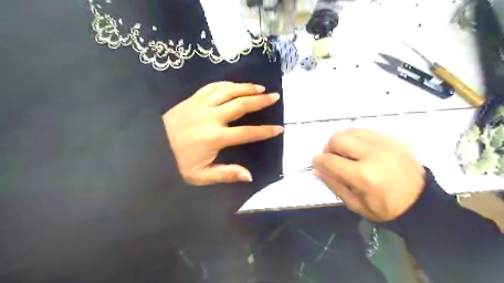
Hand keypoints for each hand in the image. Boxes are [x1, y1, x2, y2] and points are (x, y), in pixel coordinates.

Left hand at [162, 80, 282, 184]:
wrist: (149, 146)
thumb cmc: (176, 162)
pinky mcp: (192, 99)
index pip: (247, 133)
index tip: (278, 128)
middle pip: (241, 105)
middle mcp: (211, 118)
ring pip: (228, 91)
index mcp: (215, 138)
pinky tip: (235, 84)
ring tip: (260, 88)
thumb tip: (249, 175)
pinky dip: (226, 84)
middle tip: (275, 96)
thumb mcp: (199, 176)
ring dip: (246, 88)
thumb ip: (225, 174)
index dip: (264, 131)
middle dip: (260, 101)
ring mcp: (201, 105)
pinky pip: (212, 87)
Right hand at [311, 128, 424, 223]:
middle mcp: (374, 155)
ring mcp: (386, 144)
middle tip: (333, 159)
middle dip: (329, 148)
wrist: (422, 203)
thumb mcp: (355, 204)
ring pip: (351, 131)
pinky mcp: (394, 140)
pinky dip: (357, 138)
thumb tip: (317, 168)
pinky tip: (360, 150)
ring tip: (347, 153)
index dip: (318, 161)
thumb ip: (333, 184)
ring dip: (342, 141)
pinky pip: (366, 131)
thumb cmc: (386, 209)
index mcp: (364, 176)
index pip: (330, 160)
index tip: (316, 163)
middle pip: (338, 139)